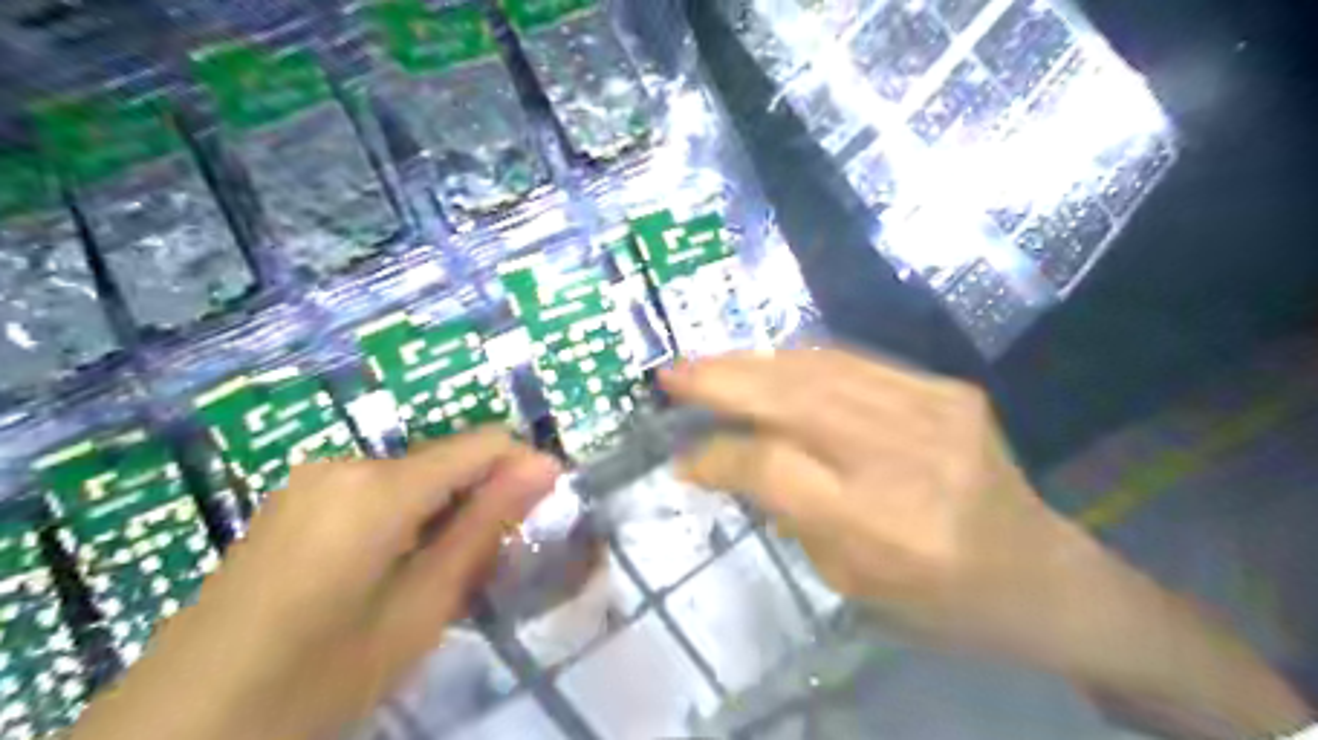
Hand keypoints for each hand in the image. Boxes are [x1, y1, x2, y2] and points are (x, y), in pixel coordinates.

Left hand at [70, 427, 559, 739]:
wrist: (175, 732)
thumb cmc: (314, 679)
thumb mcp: (418, 610)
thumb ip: (484, 529)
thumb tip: (544, 468)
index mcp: (378, 487)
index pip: (482, 444)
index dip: (524, 468)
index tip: (549, 508)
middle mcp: (344, 463)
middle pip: (446, 461)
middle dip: (481, 499)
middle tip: (490, 566)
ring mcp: (311, 479)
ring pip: (413, 477)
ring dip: (444, 512)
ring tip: (439, 578)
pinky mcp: (293, 500)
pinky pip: (375, 490)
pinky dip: (406, 518)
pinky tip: (390, 572)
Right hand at [664, 351, 1312, 735]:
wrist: (1043, 575)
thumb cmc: (942, 603)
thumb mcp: (852, 582)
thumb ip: (787, 513)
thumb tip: (725, 460)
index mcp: (881, 528)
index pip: (774, 466)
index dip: (718, 454)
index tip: (681, 455)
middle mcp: (906, 459)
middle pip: (794, 400)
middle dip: (722, 382)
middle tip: (670, 373)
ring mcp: (933, 413)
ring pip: (819, 370)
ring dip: (752, 364)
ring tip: (706, 364)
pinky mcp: (948, 390)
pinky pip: (855, 363)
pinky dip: (798, 361)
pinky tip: (767, 365)